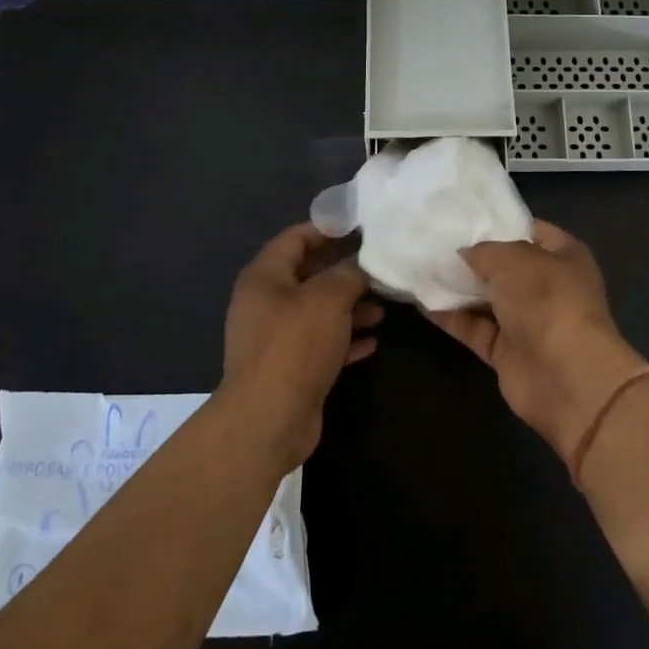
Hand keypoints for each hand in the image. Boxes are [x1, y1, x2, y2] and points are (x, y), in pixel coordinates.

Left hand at [222, 223, 382, 469]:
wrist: (269, 421)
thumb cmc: (295, 346)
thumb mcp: (328, 299)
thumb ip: (348, 273)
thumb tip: (363, 262)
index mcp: (264, 278)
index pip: (294, 238)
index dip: (326, 229)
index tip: (360, 228)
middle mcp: (265, 304)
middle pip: (308, 276)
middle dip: (344, 272)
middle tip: (378, 268)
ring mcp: (276, 339)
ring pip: (317, 312)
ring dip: (349, 308)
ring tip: (383, 308)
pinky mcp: (289, 369)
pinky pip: (321, 344)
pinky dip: (345, 339)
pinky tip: (373, 341)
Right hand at [429, 220, 648, 466]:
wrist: (566, 377)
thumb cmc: (547, 301)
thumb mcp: (513, 259)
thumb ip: (484, 251)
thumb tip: (465, 254)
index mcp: (564, 256)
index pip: (530, 230)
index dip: (499, 223)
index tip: (462, 217)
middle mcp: (548, 286)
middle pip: (505, 266)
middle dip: (473, 257)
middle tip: (433, 242)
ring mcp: (528, 321)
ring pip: (487, 298)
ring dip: (458, 287)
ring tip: (421, 267)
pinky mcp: (507, 352)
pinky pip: (475, 328)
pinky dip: (452, 318)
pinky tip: (423, 302)